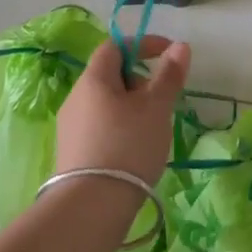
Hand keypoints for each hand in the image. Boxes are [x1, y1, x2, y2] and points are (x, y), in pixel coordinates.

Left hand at [55, 34, 190, 187]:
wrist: (91, 207)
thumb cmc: (128, 145)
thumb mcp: (156, 107)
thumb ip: (169, 75)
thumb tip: (180, 45)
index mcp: (93, 79)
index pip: (114, 46)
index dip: (142, 44)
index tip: (169, 54)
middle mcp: (76, 97)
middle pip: (110, 75)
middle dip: (140, 80)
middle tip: (162, 100)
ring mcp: (70, 126)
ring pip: (106, 103)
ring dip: (131, 106)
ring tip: (152, 128)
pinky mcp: (72, 152)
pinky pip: (100, 125)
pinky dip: (121, 126)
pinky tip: (134, 149)